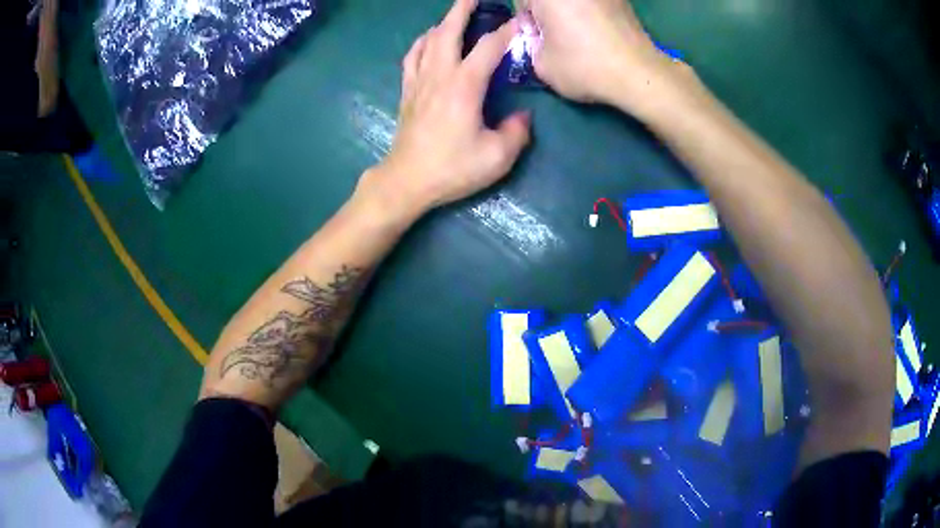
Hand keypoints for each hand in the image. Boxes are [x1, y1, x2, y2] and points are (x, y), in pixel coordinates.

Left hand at [364, 0, 531, 215]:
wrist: (407, 181)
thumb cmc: (452, 169)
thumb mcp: (497, 157)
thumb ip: (517, 132)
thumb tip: (523, 116)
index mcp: (464, 86)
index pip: (489, 47)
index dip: (508, 31)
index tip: (520, 22)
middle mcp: (440, 75)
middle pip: (449, 31)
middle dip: (462, 9)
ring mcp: (419, 81)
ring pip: (428, 40)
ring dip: (443, 23)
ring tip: (454, 15)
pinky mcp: (407, 92)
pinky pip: (412, 57)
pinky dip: (421, 42)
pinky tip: (427, 39)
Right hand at [526, 0, 674, 105]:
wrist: (637, 72)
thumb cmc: (584, 66)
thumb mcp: (542, 65)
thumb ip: (531, 45)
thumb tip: (539, 37)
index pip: (522, 2)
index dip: (526, 22)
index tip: (538, 39)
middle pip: (550, 1)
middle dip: (547, 14)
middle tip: (557, 37)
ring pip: (574, 3)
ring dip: (570, 13)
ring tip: (580, 36)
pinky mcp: (621, 0)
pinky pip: (595, 5)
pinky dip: (592, 14)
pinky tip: (599, 34)